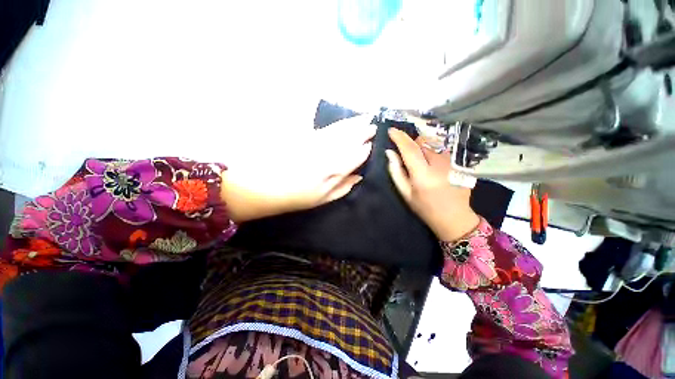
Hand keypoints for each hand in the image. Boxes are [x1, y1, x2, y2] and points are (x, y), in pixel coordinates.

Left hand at [221, 115, 375, 222]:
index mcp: (335, 170)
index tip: (372, 143)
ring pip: (340, 129)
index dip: (366, 148)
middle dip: (363, 130)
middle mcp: (329, 152)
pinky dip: (335, 121)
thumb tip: (359, 176)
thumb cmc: (296, 197)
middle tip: (372, 124)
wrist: (264, 187)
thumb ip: (344, 187)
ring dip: (353, 122)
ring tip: (363, 117)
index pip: (357, 155)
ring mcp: (316, 141)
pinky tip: (340, 119)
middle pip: (351, 137)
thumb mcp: (323, 199)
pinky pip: (323, 125)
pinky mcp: (303, 134)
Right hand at [386, 128, 479, 241]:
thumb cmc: (425, 207)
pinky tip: (434, 165)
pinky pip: (442, 149)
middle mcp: (439, 165)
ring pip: (433, 143)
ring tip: (423, 163)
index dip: (399, 138)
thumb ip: (396, 171)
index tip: (391, 131)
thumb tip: (389, 152)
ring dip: (424, 148)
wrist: (454, 217)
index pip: (410, 149)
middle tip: (408, 156)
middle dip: (412, 144)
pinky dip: (434, 152)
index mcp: (423, 175)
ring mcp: (452, 162)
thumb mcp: (405, 193)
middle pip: (423, 142)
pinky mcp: (459, 162)